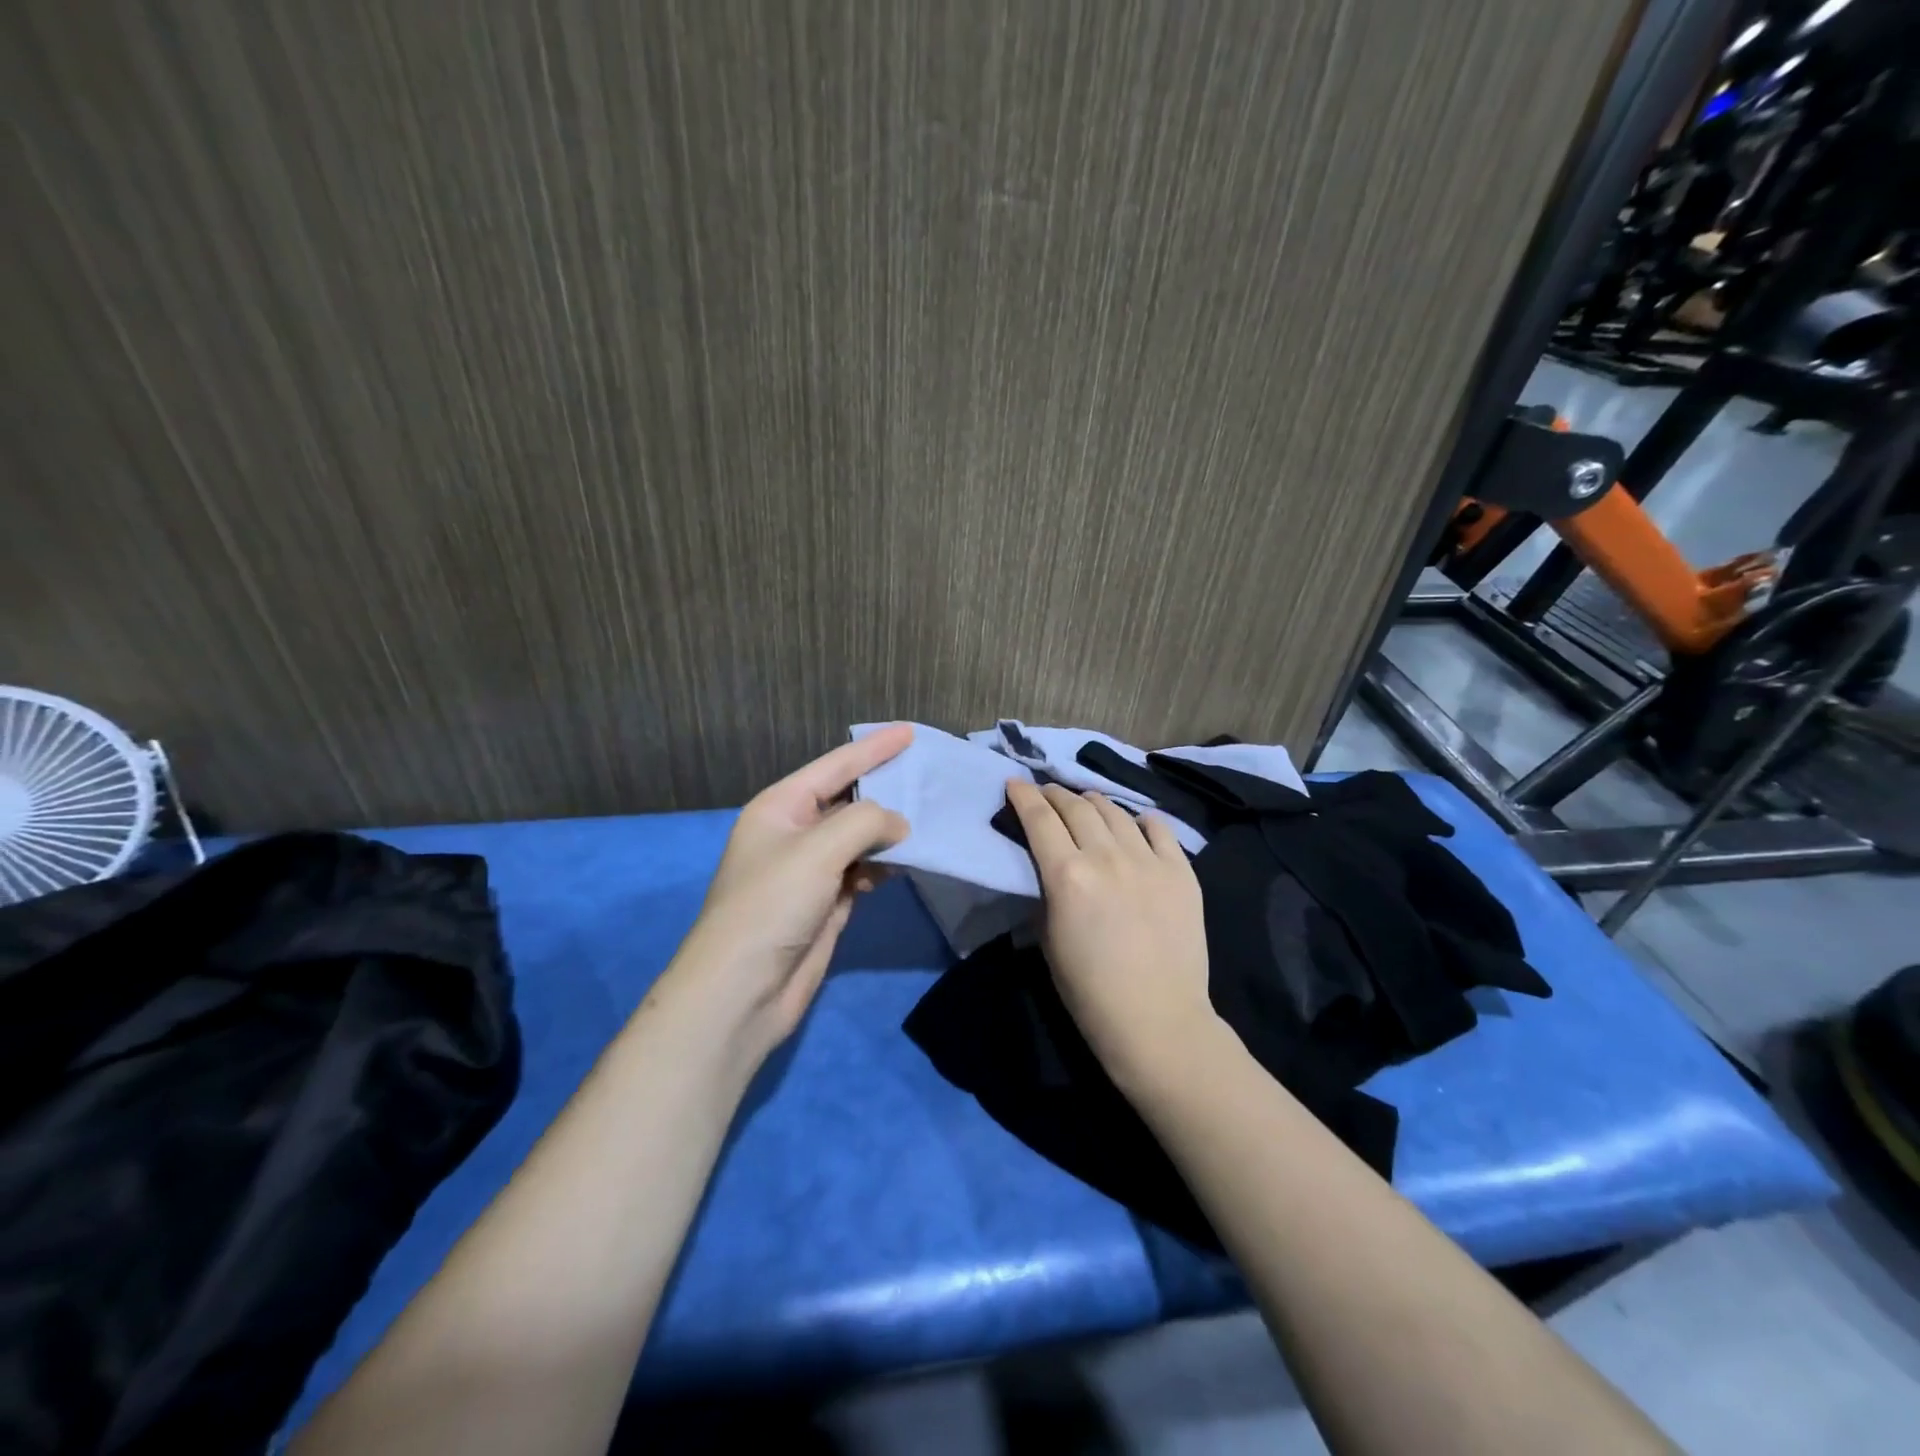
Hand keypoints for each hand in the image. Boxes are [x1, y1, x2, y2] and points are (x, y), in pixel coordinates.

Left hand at [667, 725, 912, 1060]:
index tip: (910, 731)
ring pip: (858, 839)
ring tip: (928, 821)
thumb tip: (899, 825)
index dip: (873, 748)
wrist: (742, 989)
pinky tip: (903, 865)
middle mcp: (794, 833)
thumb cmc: (772, 906)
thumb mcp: (818, 850)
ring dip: (888, 832)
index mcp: (780, 807)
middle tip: (928, 778)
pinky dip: (881, 866)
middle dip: (885, 790)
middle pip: (848, 801)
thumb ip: (865, 822)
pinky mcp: (824, 903)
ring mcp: (810, 870)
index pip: (835, 766)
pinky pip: (861, 871)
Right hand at [1005, 780, 1222, 1094]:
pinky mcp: (1182, 872)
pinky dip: (1141, 821)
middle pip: (1076, 806)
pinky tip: (1135, 823)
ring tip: (1085, 803)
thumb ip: (1047, 892)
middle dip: (1056, 794)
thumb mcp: (1048, 939)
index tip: (1014, 782)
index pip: (1040, 818)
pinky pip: (1159, 829)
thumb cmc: (1090, 992)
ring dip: (1093, 802)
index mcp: (1068, 875)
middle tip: (1047, 794)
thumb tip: (1050, 868)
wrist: (1158, 1021)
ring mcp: (1149, 861)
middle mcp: (1107, 857)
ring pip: (1115, 811)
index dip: (1023, 795)